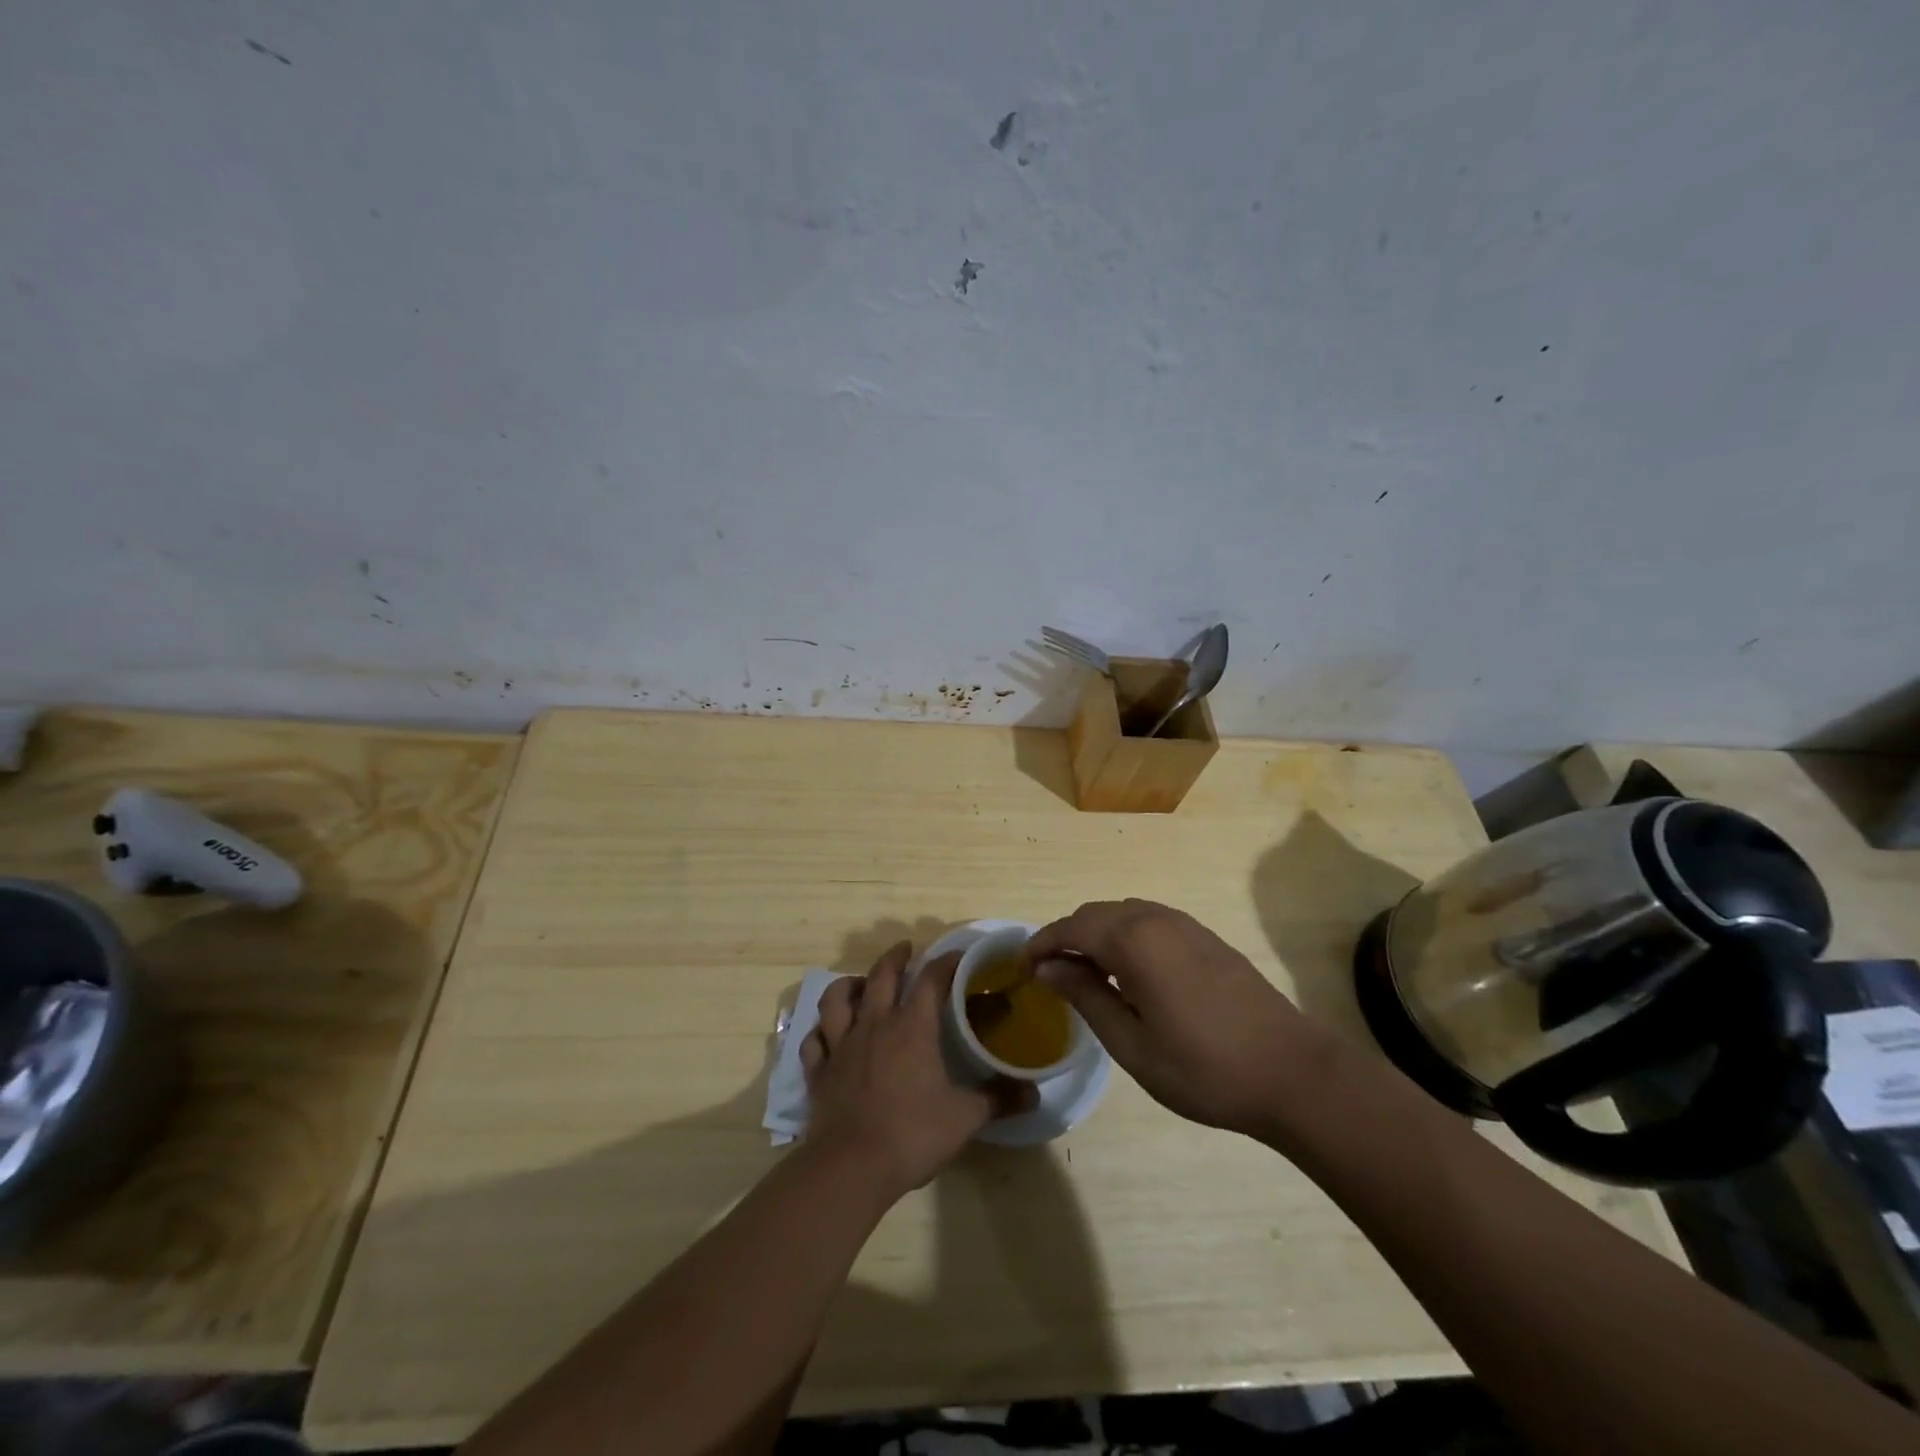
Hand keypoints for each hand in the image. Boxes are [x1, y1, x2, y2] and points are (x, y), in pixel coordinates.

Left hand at [801, 943, 1031, 1198]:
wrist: (850, 1167)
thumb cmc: (911, 1134)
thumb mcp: (965, 1117)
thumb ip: (998, 1099)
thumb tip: (1034, 1094)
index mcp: (912, 1027)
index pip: (931, 979)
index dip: (946, 962)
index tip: (959, 955)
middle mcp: (874, 1024)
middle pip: (881, 975)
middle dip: (895, 957)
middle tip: (906, 949)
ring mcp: (841, 1046)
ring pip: (837, 998)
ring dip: (849, 984)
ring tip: (860, 983)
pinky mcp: (819, 1072)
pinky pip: (813, 1041)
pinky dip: (820, 1032)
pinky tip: (826, 1034)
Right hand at [1024, 899, 1337, 1141]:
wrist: (1293, 1073)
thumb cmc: (1204, 1068)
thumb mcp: (1132, 1043)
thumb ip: (1086, 996)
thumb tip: (1048, 967)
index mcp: (1134, 940)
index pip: (1072, 927)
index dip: (1042, 943)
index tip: (1022, 968)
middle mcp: (1157, 919)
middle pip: (1096, 914)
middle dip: (1067, 937)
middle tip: (1050, 975)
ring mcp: (1186, 925)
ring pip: (1124, 914)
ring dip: (1097, 935)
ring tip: (1086, 974)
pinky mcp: (1207, 938)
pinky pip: (1151, 922)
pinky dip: (1126, 936)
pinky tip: (1130, 973)